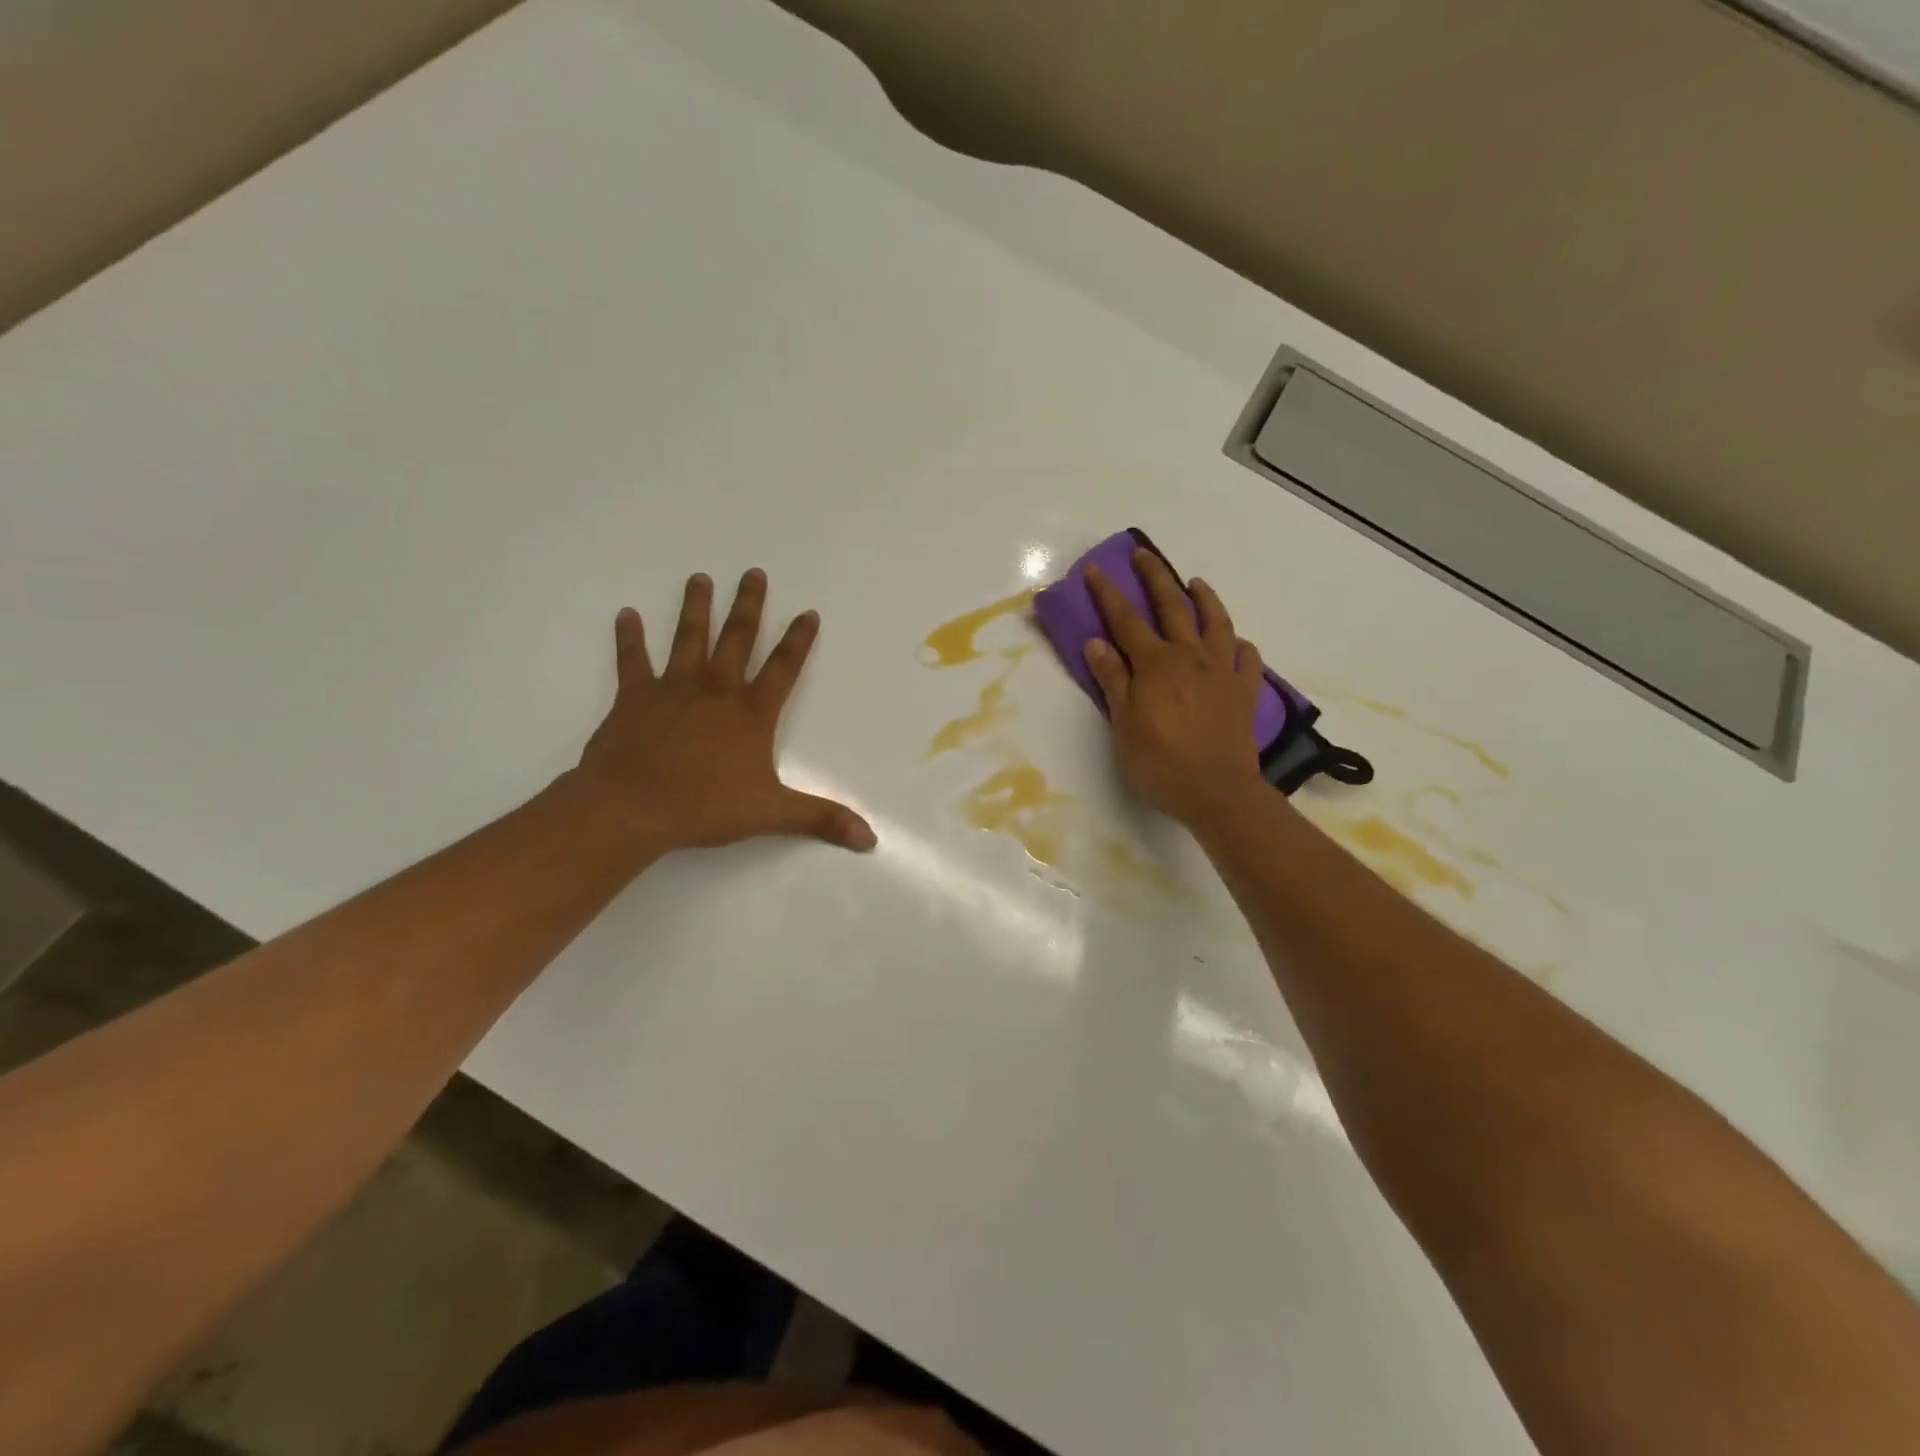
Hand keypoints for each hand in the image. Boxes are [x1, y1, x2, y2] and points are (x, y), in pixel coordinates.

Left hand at [572, 569, 875, 854]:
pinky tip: (625, 615)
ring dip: (695, 608)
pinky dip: (629, 638)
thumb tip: (870, 838)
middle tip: (753, 572)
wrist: (631, 808)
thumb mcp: (771, 814)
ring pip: (688, 638)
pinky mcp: (634, 697)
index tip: (808, 612)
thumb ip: (821, 819)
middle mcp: (716, 690)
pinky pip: (632, 661)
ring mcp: (673, 689)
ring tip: (699, 578)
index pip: (784, 668)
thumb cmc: (704, 807)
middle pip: (737, 638)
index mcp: (751, 714)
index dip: (798, 640)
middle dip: (748, 605)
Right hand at [1082, 548, 1266, 827]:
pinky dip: (1242, 646)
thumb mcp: (1124, 724)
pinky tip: (1238, 643)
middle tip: (1144, 555)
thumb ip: (1113, 680)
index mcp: (1155, 665)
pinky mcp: (1245, 692)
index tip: (1094, 569)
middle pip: (1172, 608)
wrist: (1218, 792)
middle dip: (1155, 578)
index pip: (1126, 620)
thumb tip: (1097, 642)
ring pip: (1216, 623)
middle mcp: (1190, 657)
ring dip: (1205, 598)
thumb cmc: (1160, 763)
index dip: (1108, 594)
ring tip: (1196, 582)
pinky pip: (1248, 659)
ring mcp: (1222, 672)